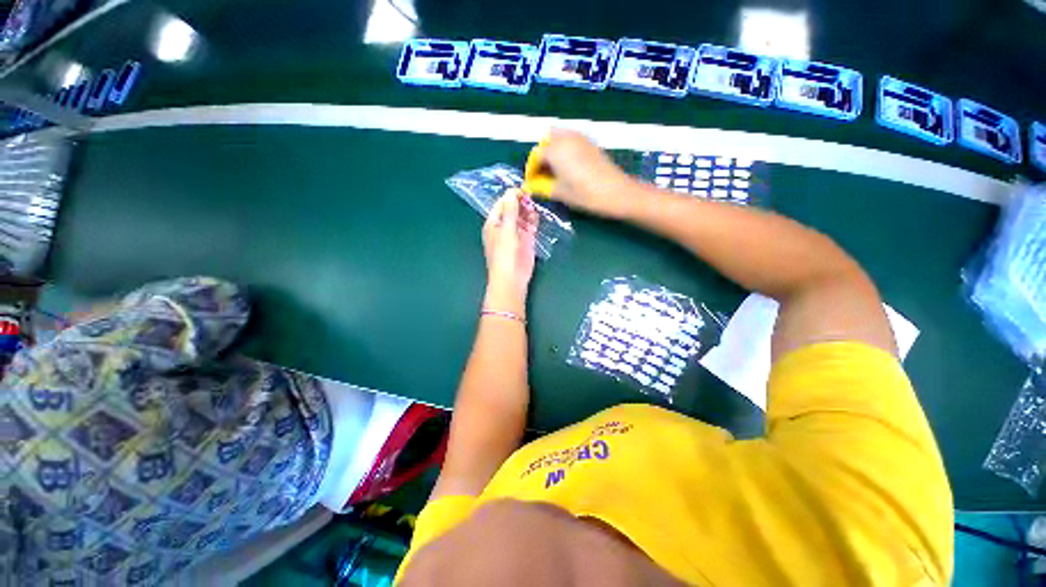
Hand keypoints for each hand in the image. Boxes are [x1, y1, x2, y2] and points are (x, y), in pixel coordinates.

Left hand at [483, 189, 538, 309]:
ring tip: (533, 205)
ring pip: (522, 217)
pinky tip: (536, 215)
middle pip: (512, 209)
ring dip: (527, 210)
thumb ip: (510, 210)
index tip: (523, 189)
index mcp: (493, 223)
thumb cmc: (504, 253)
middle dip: (520, 202)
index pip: (501, 204)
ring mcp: (516, 234)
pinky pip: (530, 226)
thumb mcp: (506, 229)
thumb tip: (511, 192)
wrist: (512, 278)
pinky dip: (533, 220)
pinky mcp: (526, 241)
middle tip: (530, 197)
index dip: (511, 195)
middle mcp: (504, 226)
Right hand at [534, 129, 634, 216]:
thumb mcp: (560, 193)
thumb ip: (542, 187)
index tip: (532, 183)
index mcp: (555, 150)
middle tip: (543, 173)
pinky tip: (568, 166)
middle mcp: (566, 138)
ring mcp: (580, 138)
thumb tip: (530, 186)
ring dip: (553, 150)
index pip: (536, 156)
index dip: (531, 170)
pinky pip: (571, 139)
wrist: (616, 192)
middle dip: (541, 155)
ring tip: (554, 170)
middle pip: (546, 140)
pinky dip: (565, 148)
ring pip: (559, 136)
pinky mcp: (591, 143)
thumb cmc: (585, 194)